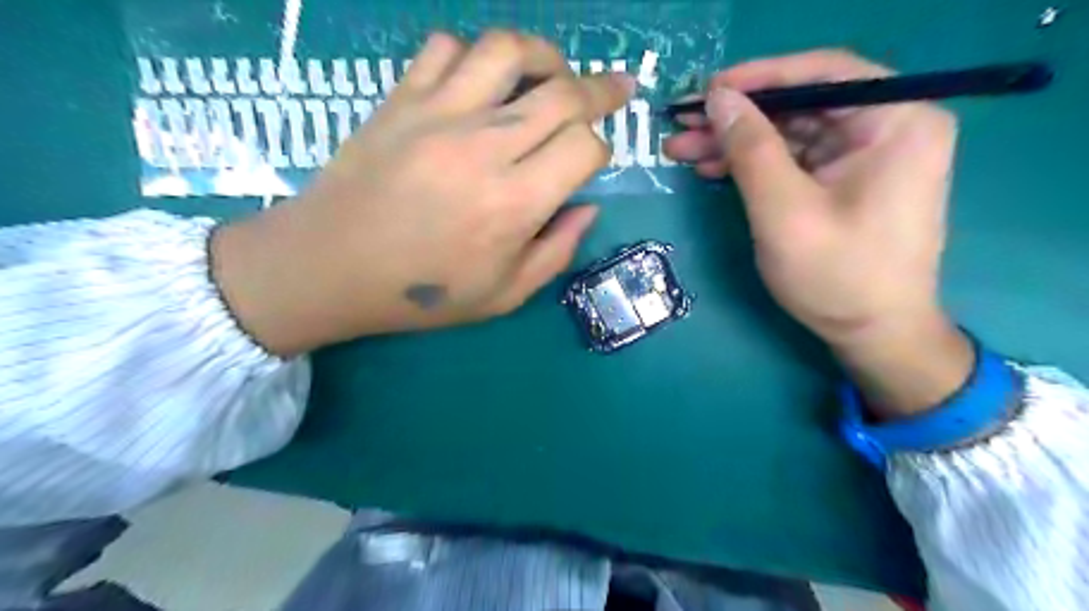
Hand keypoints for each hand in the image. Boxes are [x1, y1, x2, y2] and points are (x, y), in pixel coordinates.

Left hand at [209, 30, 635, 358]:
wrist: (330, 267)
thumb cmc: (422, 293)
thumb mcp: (503, 295)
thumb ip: (556, 251)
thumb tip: (587, 207)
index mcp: (514, 203)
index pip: (584, 147)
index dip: (601, 149)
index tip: (592, 161)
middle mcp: (484, 147)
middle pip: (563, 92)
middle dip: (601, 89)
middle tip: (616, 88)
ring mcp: (439, 114)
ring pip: (508, 51)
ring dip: (544, 56)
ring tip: (553, 73)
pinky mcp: (401, 99)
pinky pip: (445, 47)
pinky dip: (473, 55)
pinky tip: (480, 81)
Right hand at [668, 50, 973, 415]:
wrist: (872, 334)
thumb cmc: (837, 275)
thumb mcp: (784, 210)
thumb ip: (750, 148)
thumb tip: (718, 98)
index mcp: (897, 120)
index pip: (823, 72)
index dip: (759, 76)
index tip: (707, 90)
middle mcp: (888, 126)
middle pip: (800, 104)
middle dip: (736, 117)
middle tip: (682, 124)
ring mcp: (866, 154)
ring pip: (789, 132)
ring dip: (735, 142)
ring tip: (682, 150)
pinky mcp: (844, 180)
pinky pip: (793, 159)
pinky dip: (752, 164)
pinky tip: (712, 169)